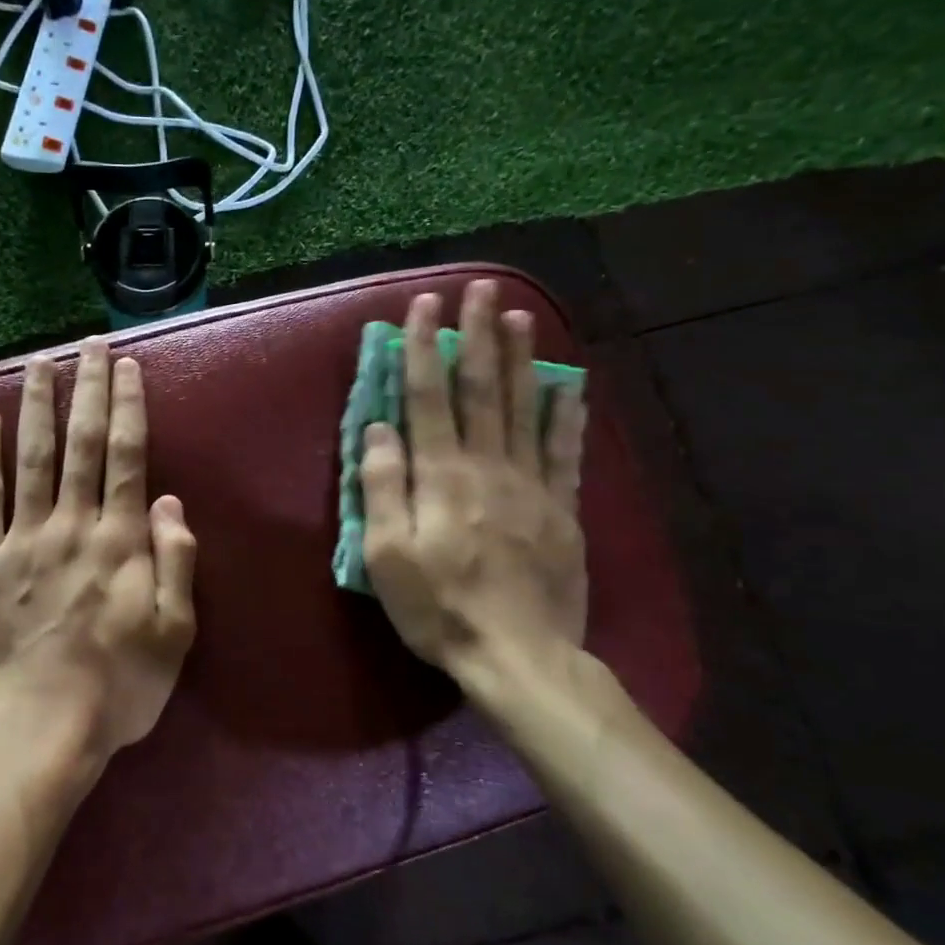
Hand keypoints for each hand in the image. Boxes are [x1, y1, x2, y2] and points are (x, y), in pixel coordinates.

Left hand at [0, 339, 197, 767]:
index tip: (126, 366)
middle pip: (83, 443)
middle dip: (87, 388)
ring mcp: (22, 539)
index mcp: (120, 541)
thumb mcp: (174, 633)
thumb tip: (169, 502)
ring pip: (32, 457)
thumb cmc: (116, 688)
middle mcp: (72, 524)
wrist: (36, 730)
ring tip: (40, 362)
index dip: (128, 407)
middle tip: (90, 343)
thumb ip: (175, 562)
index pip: (128, 457)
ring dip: (37, 406)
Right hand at [361, 284, 587, 701]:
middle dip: (477, 335)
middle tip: (480, 288)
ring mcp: (531, 484)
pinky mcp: (562, 508)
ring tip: (519, 315)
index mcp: (442, 476)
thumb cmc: (440, 608)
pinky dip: (566, 413)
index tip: (424, 307)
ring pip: (525, 407)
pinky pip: (565, 450)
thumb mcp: (387, 557)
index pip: (428, 397)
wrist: (520, 656)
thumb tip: (377, 429)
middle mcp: (488, 466)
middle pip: (482, 388)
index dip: (423, 348)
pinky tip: (568, 383)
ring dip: (521, 357)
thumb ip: (382, 489)